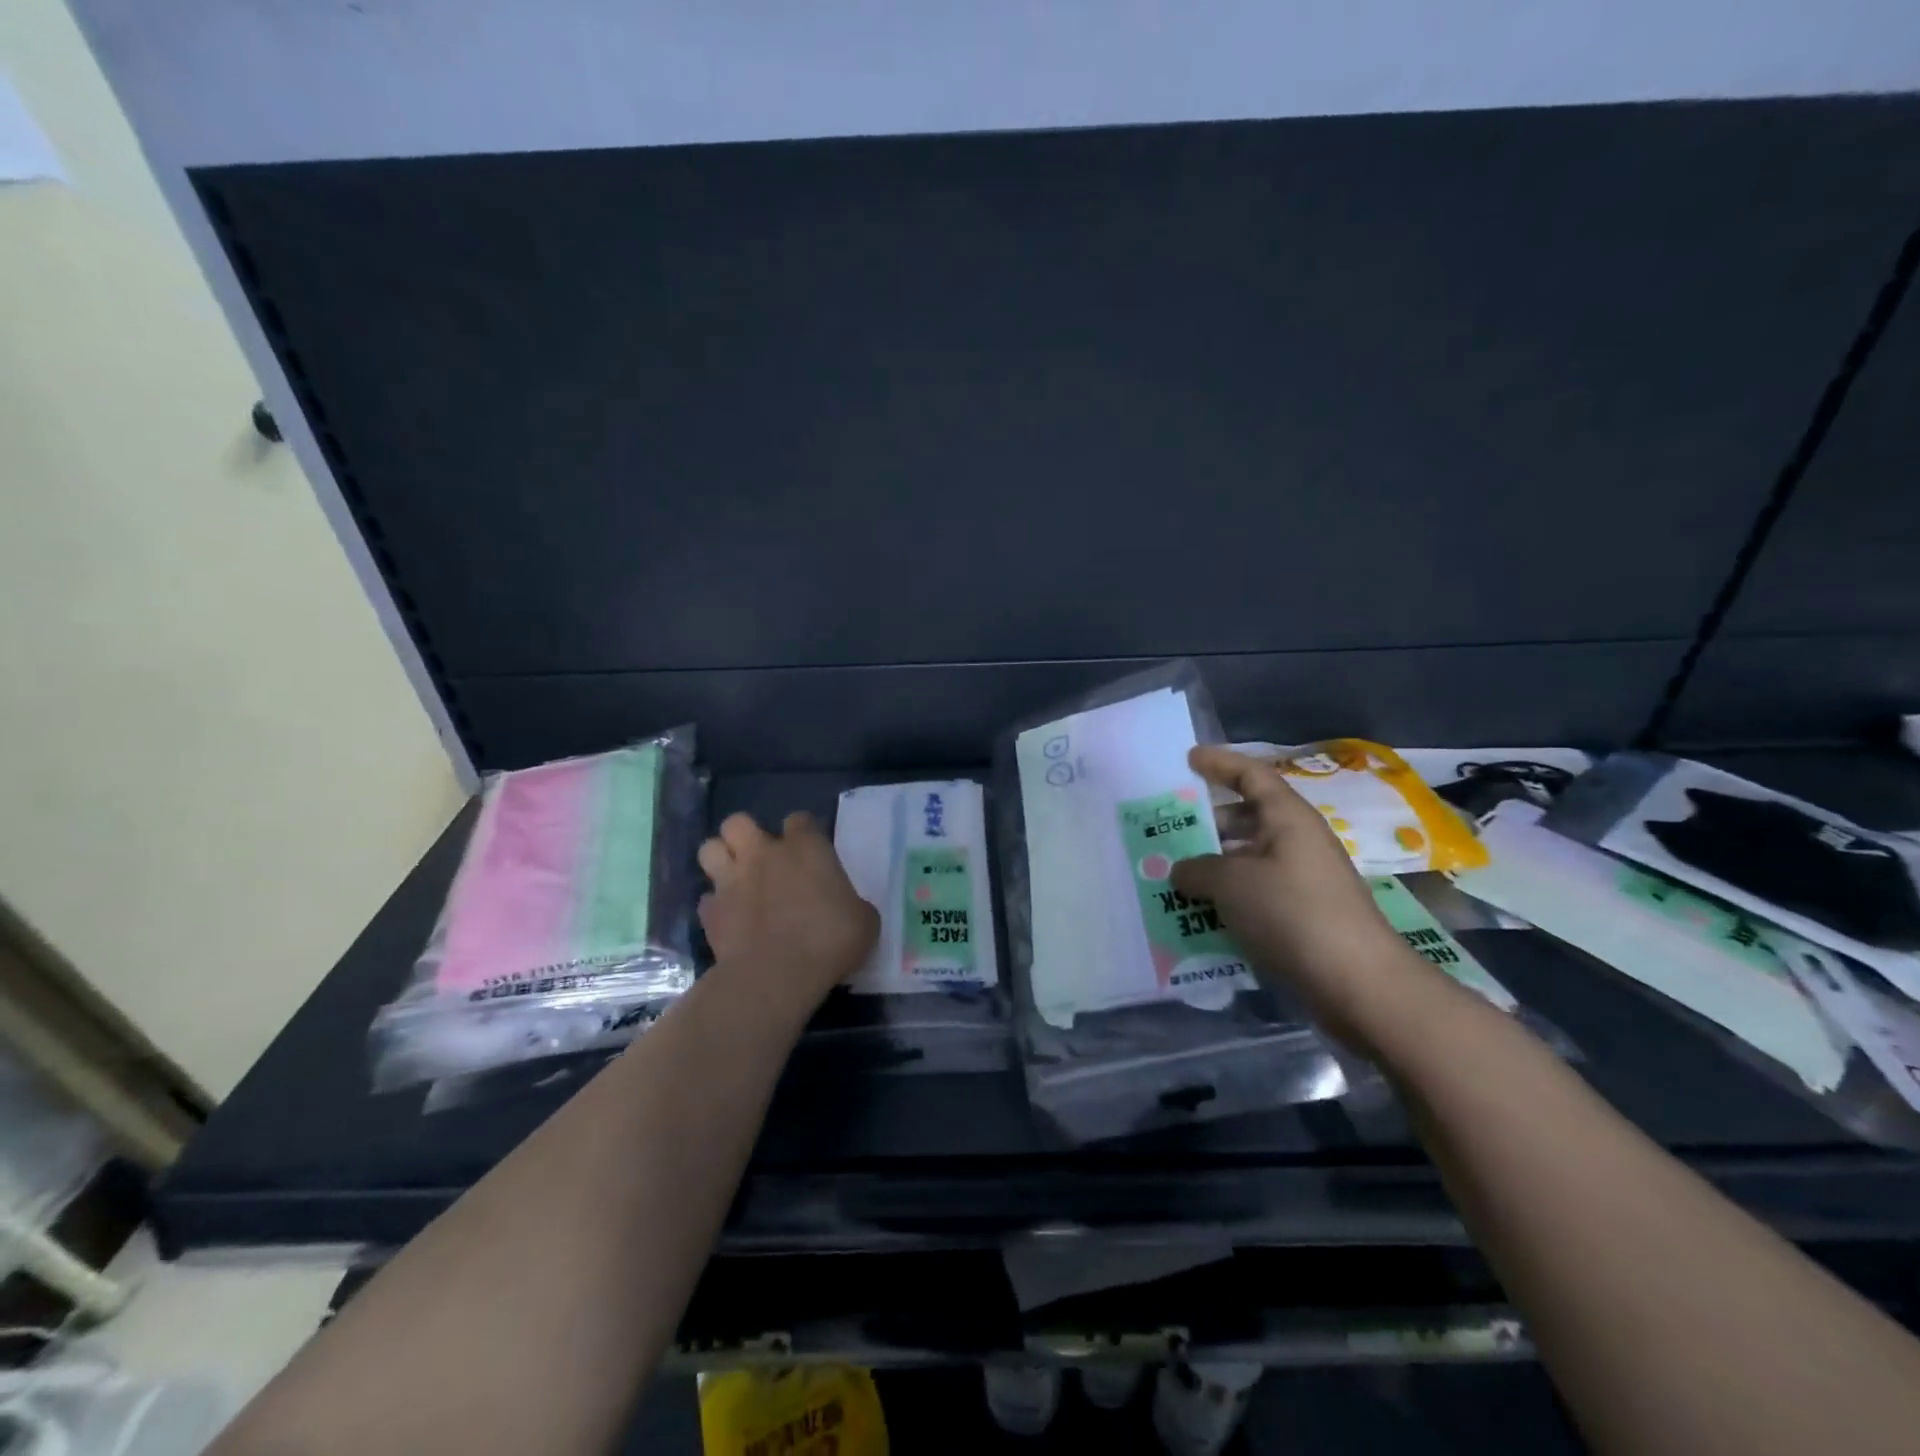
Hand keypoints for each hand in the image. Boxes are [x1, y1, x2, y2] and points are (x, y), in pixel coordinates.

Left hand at [697, 811, 879, 1016]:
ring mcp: (731, 881)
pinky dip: (716, 906)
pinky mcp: (710, 913)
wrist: (777, 976)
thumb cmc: (829, 940)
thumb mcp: (864, 920)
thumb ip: (852, 903)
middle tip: (762, 858)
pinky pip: (707, 899)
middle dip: (746, 835)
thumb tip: (849, 908)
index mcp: (806, 848)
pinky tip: (729, 919)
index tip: (810, 853)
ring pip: (709, 848)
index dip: (804, 833)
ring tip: (736, 879)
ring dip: (721, 860)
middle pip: (738, 822)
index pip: (800, 820)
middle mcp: (763, 855)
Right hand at [1172, 747, 1424, 1048]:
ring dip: (1212, 866)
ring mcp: (1301, 881)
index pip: (1251, 775)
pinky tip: (1198, 915)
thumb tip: (1180, 871)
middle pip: (1246, 818)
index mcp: (1287, 818)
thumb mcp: (1231, 883)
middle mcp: (1297, 842)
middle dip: (1207, 822)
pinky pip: (1254, 894)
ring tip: (1172, 876)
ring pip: (1247, 860)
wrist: (1357, 982)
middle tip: (1168, 830)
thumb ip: (1197, 869)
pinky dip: (1227, 898)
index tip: (1187, 759)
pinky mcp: (1301, 916)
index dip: (1219, 763)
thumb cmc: (1292, 912)